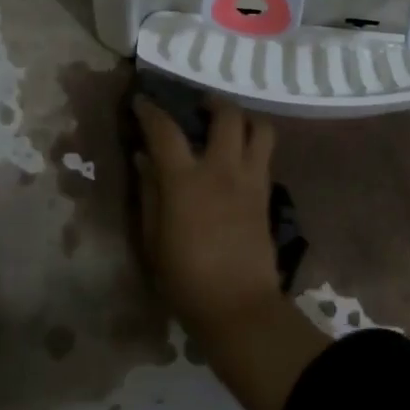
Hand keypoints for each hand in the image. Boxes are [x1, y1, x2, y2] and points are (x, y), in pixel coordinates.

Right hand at [132, 94, 327, 409]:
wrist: (238, 307)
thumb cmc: (185, 279)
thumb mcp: (152, 240)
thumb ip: (149, 193)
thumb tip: (144, 159)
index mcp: (185, 181)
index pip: (165, 131)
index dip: (151, 111)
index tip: (142, 102)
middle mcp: (222, 170)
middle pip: (226, 115)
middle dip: (212, 102)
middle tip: (198, 107)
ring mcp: (250, 180)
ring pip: (260, 128)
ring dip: (243, 118)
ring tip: (227, 126)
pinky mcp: (267, 194)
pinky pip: (265, 154)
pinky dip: (252, 144)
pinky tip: (238, 158)